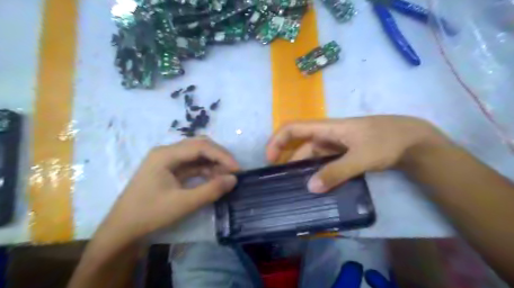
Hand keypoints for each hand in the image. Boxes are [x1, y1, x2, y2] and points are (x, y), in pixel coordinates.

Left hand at [98, 137, 239, 242]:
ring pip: (197, 155)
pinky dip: (205, 170)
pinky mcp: (170, 170)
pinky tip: (214, 179)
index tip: (237, 169)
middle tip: (234, 170)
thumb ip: (211, 190)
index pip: (200, 147)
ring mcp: (167, 160)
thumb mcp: (183, 204)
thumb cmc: (149, 214)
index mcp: (165, 155)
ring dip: (213, 163)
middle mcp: (167, 152)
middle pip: (199, 146)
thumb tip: (234, 179)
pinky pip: (192, 165)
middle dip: (219, 156)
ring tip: (226, 177)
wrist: (122, 230)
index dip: (222, 156)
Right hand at [267, 116, 448, 194]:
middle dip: (287, 159)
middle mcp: (327, 135)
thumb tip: (310, 187)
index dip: (277, 140)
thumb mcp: (361, 157)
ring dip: (303, 169)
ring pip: (312, 156)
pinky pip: (323, 162)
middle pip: (300, 145)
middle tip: (281, 181)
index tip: (270, 159)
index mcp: (327, 128)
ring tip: (296, 188)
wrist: (413, 140)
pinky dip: (317, 172)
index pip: (293, 128)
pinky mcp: (343, 154)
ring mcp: (335, 145)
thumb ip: (336, 172)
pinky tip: (316, 186)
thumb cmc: (386, 141)